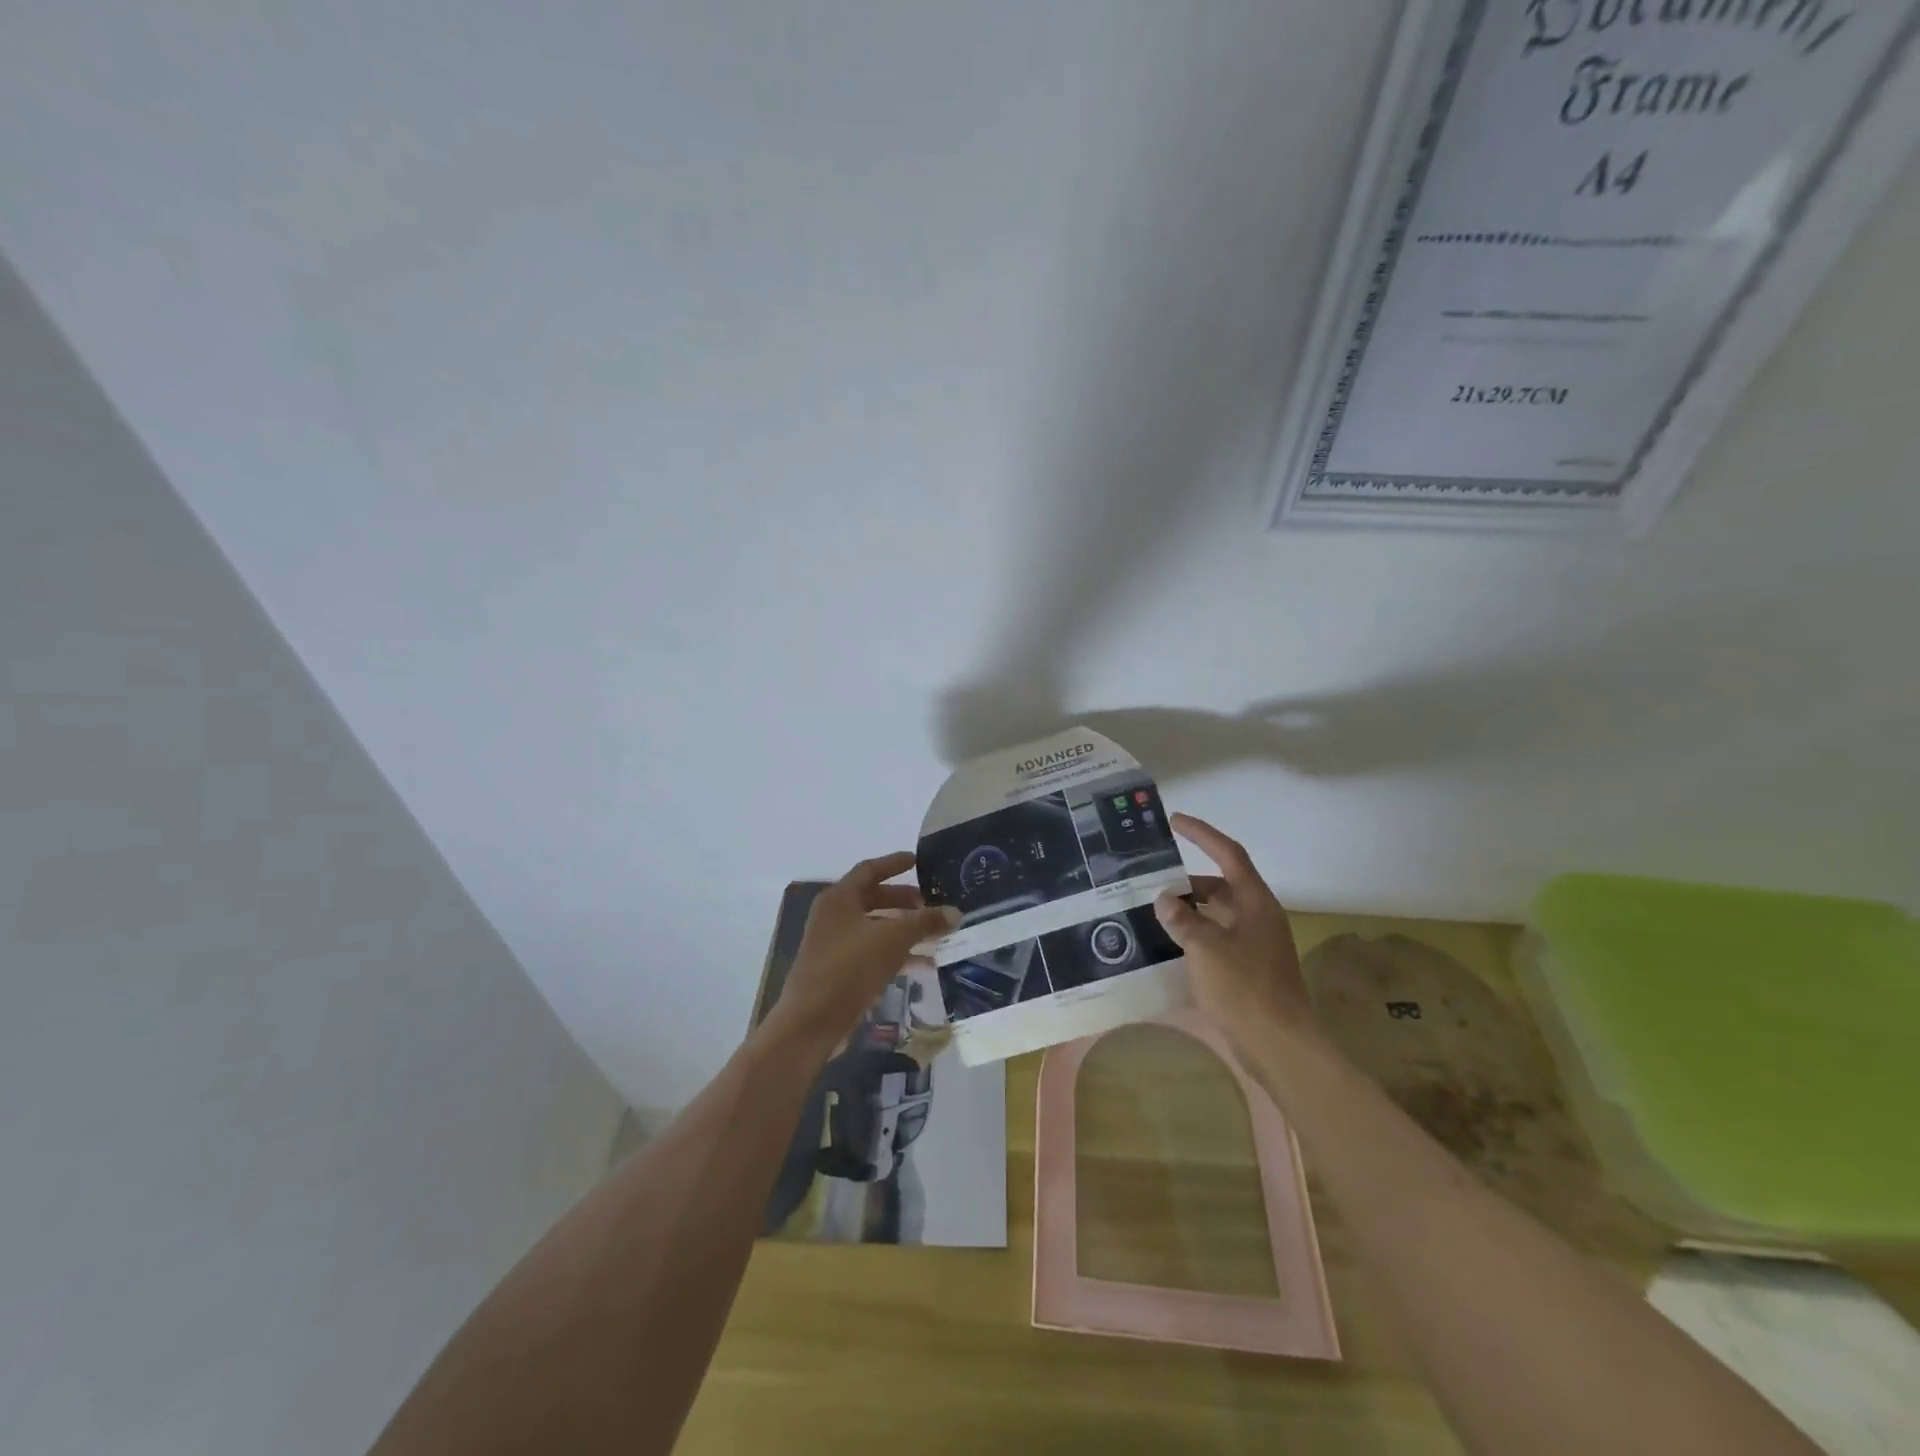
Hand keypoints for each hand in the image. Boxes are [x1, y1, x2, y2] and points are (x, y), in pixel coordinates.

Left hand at [768, 853, 959, 1054]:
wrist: (812, 1021)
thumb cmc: (850, 967)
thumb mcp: (893, 939)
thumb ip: (925, 922)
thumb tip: (956, 912)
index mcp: (839, 898)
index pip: (870, 870)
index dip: (894, 863)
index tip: (917, 861)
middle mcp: (833, 916)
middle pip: (873, 898)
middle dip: (903, 900)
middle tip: (931, 903)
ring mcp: (834, 944)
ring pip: (875, 927)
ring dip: (903, 929)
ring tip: (934, 934)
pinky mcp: (839, 971)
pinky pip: (872, 952)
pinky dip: (896, 953)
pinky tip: (923, 964)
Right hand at [1153, 814, 1313, 1047]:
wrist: (1278, 1046)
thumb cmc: (1244, 988)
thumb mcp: (1205, 947)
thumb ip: (1182, 919)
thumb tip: (1164, 899)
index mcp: (1255, 902)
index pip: (1228, 854)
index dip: (1202, 834)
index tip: (1175, 821)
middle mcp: (1257, 918)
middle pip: (1220, 887)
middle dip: (1187, 884)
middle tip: (1151, 884)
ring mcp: (1254, 945)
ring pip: (1216, 916)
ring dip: (1188, 912)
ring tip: (1152, 914)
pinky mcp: (1248, 970)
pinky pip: (1216, 941)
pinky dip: (1194, 938)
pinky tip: (1168, 948)